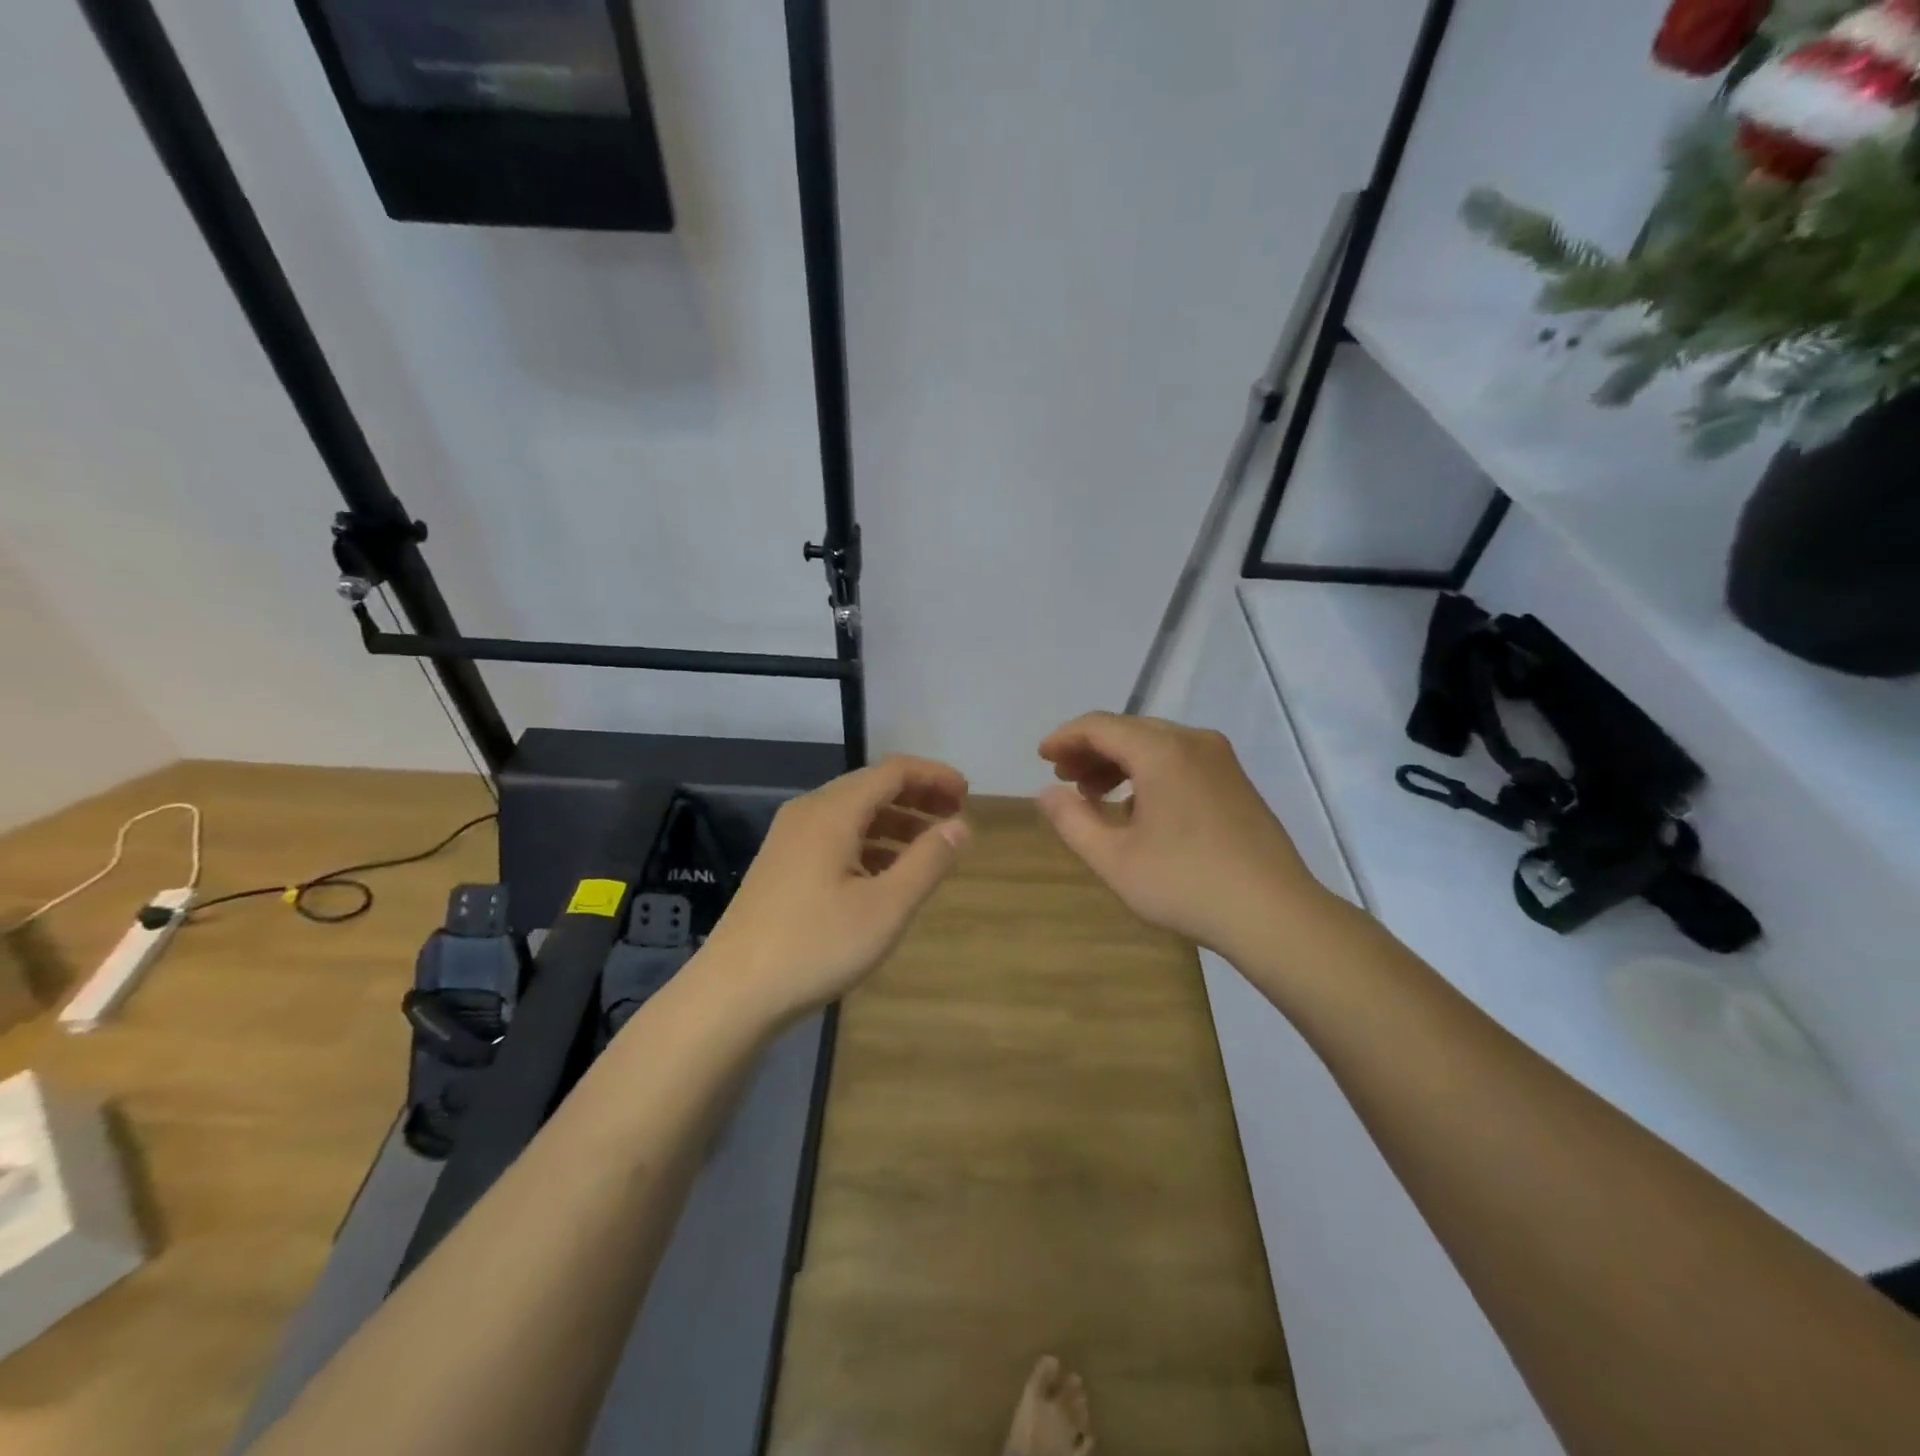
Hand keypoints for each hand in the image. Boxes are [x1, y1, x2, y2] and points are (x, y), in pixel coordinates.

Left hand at [698, 755, 969, 1022]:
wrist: (732, 993)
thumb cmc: (815, 946)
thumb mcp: (886, 907)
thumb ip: (928, 861)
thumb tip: (960, 826)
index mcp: (833, 812)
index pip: (892, 771)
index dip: (933, 776)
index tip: (967, 795)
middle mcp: (808, 813)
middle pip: (871, 787)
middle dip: (917, 796)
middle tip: (955, 816)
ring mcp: (790, 839)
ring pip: (852, 813)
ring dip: (895, 821)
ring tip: (929, 846)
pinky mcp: (782, 865)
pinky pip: (835, 836)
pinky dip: (869, 842)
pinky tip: (886, 873)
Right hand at [1037, 713, 1324, 957]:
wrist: (1275, 914)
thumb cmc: (1186, 884)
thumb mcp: (1114, 859)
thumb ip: (1072, 821)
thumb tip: (1047, 793)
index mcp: (1161, 751)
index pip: (1100, 726)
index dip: (1065, 737)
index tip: (1042, 757)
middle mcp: (1193, 741)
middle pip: (1129, 730)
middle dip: (1091, 750)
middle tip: (1064, 779)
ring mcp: (1221, 760)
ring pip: (1156, 744)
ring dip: (1119, 762)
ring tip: (1094, 795)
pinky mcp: (1236, 781)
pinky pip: (1180, 760)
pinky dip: (1149, 772)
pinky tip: (1138, 808)